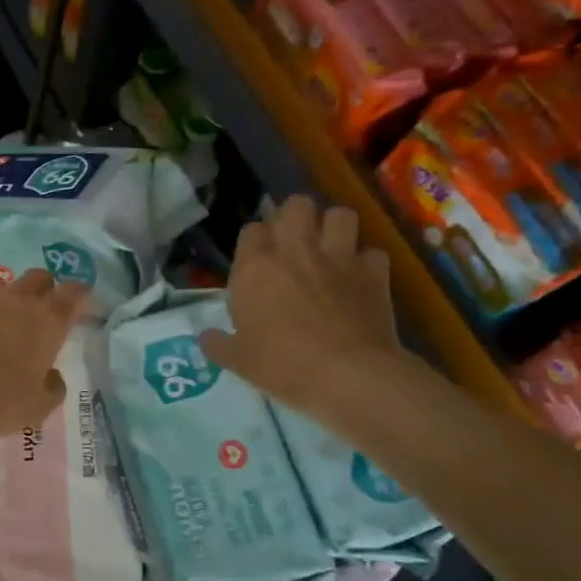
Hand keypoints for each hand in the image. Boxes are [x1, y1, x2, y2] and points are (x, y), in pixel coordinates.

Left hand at [0, 269, 90, 447]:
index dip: (80, 295)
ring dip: (4, 299)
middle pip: (38, 277)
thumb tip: (51, 375)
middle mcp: (15, 300)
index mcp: (47, 322)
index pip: (74, 293)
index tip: (80, 306)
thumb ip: (53, 387)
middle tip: (40, 313)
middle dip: (44, 289)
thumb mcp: (36, 409)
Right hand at [199, 196, 402, 420]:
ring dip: (334, 227)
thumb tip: (206, 337)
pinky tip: (360, 279)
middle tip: (293, 243)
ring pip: (340, 214)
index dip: (254, 242)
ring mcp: (339, 257)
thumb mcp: (238, 360)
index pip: (251, 229)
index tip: (255, 263)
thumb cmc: (282, 365)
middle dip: (295, 217)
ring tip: (329, 248)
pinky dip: (367, 262)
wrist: (347, 375)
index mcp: (255, 267)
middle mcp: (296, 250)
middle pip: (297, 205)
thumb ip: (218, 344)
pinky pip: (373, 252)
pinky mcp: (374, 272)